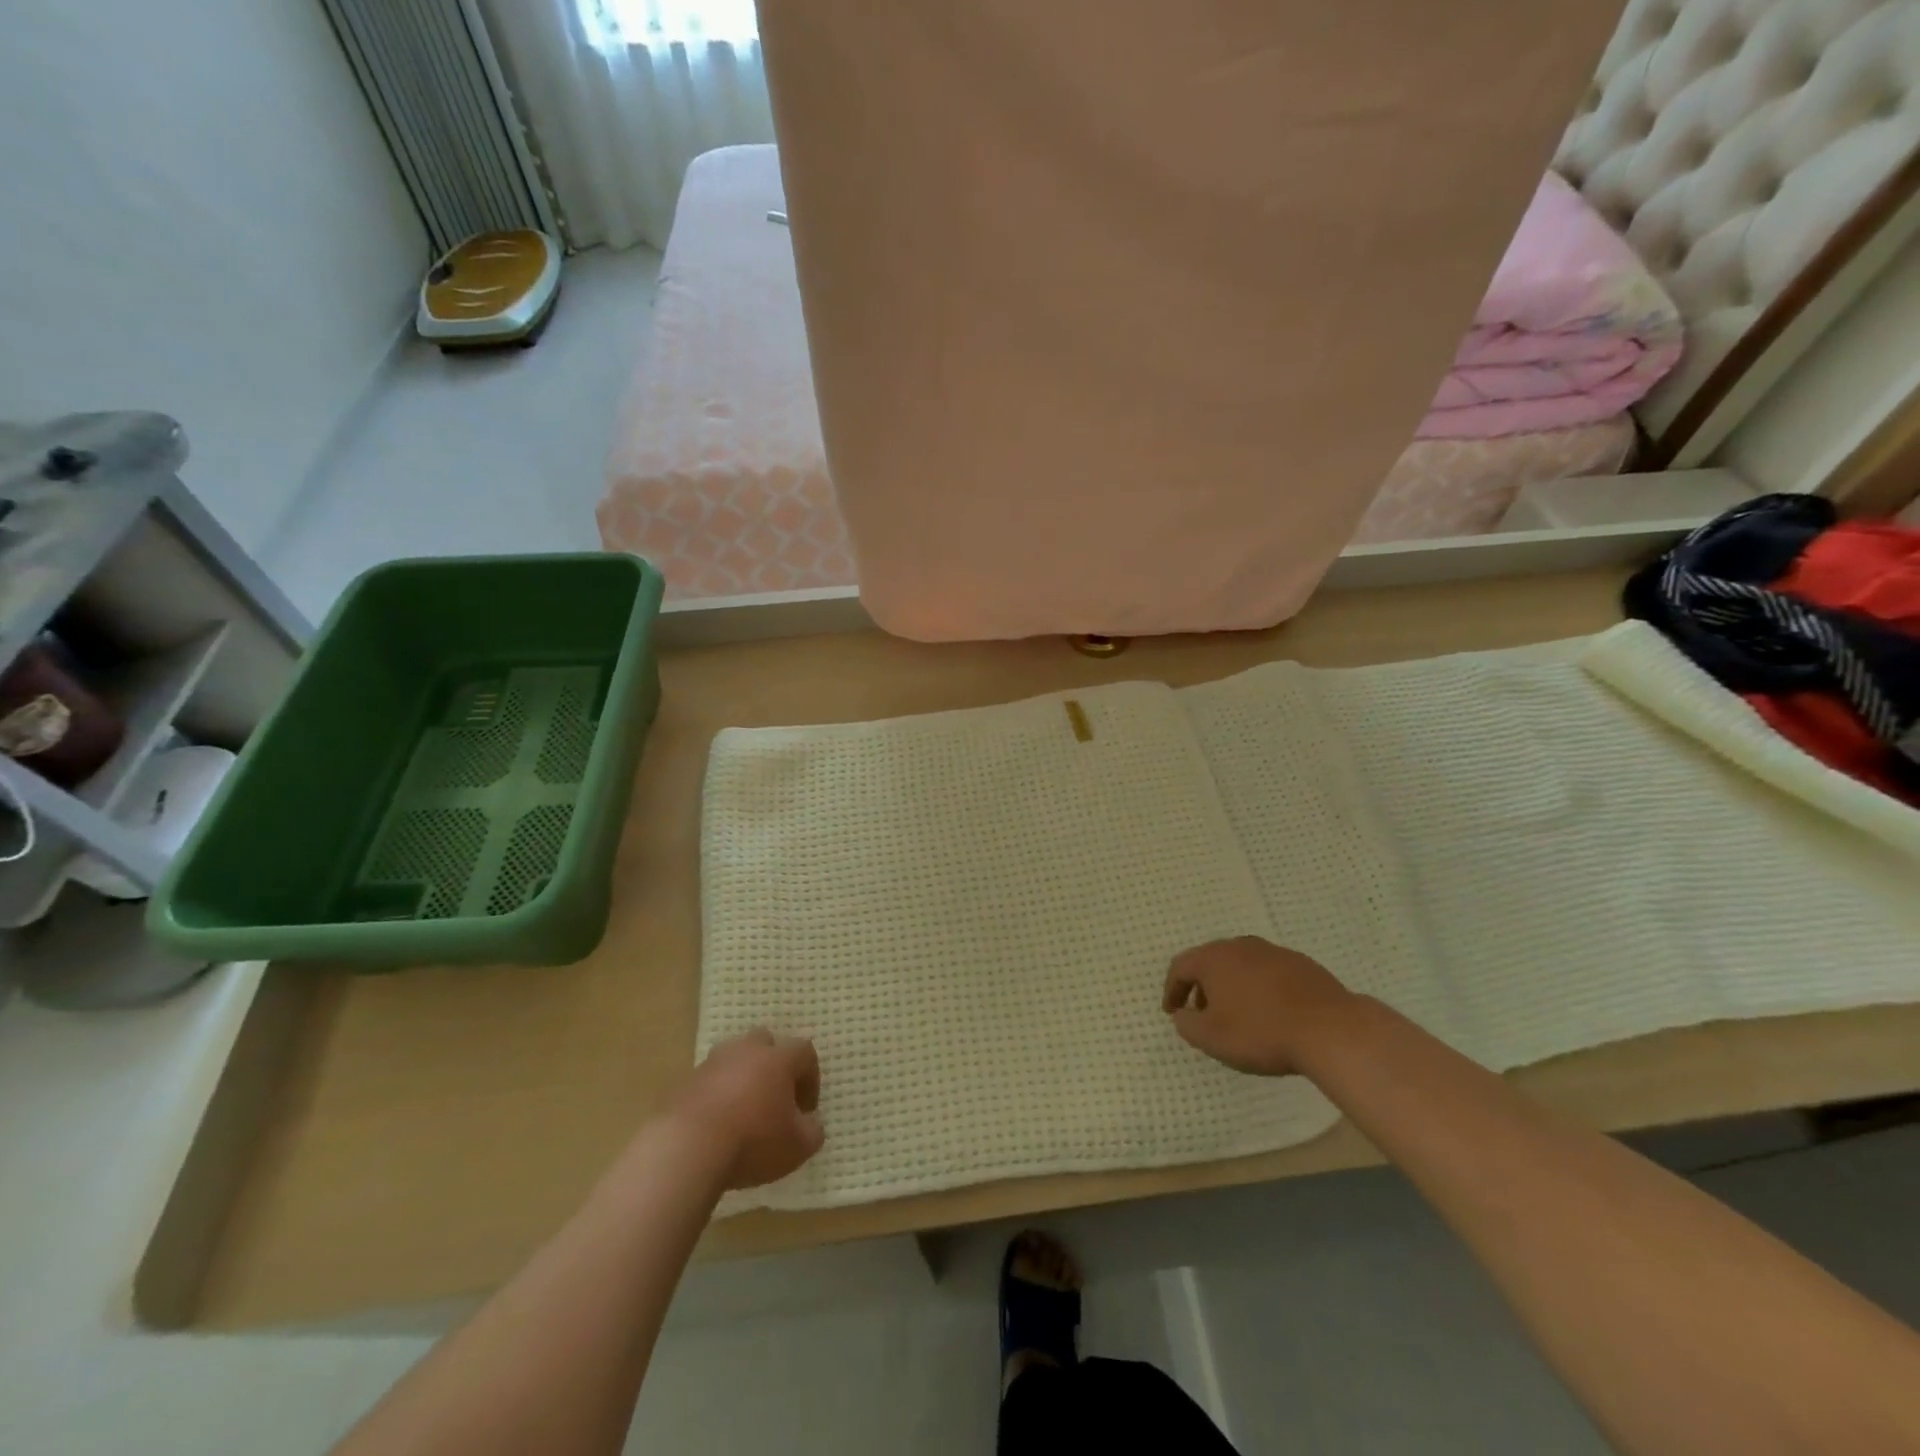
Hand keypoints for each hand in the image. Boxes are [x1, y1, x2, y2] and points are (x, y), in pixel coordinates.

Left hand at [670, 1030, 824, 1189]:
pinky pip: (708, 1082)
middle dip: (773, 1065)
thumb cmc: (753, 1141)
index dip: (810, 1078)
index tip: (805, 1110)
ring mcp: (712, 1063)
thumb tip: (810, 1123)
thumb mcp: (798, 1146)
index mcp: (778, 1058)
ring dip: (742, 1078)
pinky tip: (715, 1125)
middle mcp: (746, 1050)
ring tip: (742, 1112)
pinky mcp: (684, 1082)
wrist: (686, 1149)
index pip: (805, 1052)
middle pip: (765, 1043)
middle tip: (774, 1099)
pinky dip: (715, 1096)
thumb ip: (812, 1131)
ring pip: (734, 1059)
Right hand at [1162, 937, 1356, 1075]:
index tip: (1172, 1011)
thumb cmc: (1261, 1032)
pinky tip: (1270, 1012)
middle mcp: (1240, 946)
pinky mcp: (1301, 964)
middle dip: (1201, 986)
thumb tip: (1183, 1014)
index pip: (1181, 967)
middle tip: (1202, 1012)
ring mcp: (1273, 952)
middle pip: (1210, 961)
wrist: (1330, 1029)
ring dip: (1232, 986)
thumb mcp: (1212, 1038)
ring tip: (1237, 1014)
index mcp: (1214, 958)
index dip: (1172, 990)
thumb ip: (1187, 1025)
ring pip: (1241, 965)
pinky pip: (1268, 973)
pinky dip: (1260, 988)